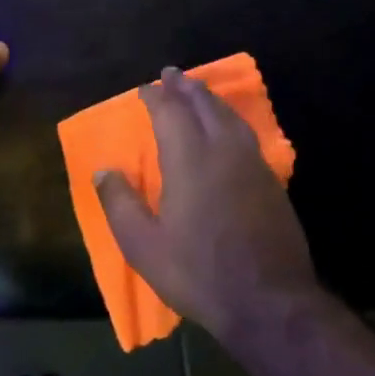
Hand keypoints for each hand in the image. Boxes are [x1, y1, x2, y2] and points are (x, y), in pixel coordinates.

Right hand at [96, 67, 320, 341]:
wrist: (269, 300)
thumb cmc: (198, 272)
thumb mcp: (143, 245)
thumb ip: (120, 204)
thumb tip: (103, 171)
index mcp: (190, 160)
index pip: (171, 113)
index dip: (156, 97)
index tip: (144, 88)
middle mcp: (224, 151)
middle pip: (204, 105)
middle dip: (186, 87)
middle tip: (172, 74)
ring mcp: (253, 165)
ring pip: (230, 117)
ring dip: (211, 99)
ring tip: (198, 92)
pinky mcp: (271, 182)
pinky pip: (247, 135)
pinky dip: (230, 120)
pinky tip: (228, 129)